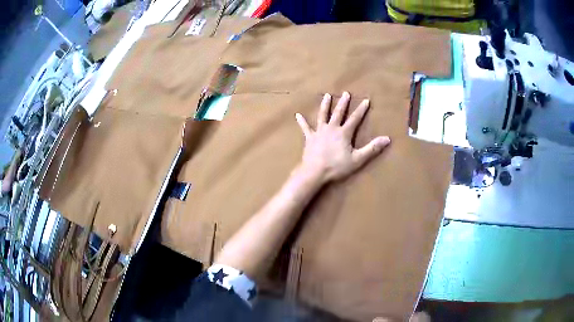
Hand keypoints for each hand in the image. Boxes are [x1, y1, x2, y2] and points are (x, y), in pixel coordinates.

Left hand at [295, 92, 390, 182]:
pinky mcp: (309, 138)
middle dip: (343, 103)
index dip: (361, 110)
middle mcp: (331, 128)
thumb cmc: (337, 166)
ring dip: (325, 105)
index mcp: (344, 133)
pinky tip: (298, 115)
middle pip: (338, 113)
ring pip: (322, 115)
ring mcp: (319, 132)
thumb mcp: (358, 159)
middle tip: (345, 93)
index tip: (366, 100)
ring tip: (326, 96)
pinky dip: (302, 121)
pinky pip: (305, 128)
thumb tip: (387, 139)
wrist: (315, 171)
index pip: (355, 118)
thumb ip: (372, 148)